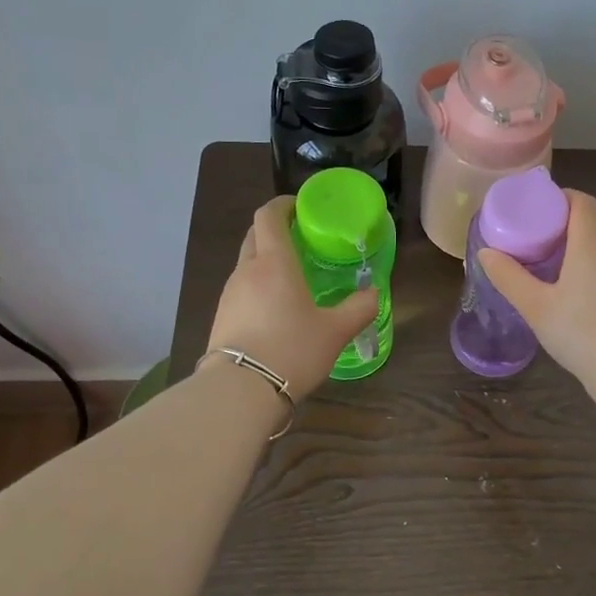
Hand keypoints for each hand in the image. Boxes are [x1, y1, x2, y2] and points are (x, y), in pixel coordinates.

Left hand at [207, 196, 379, 398]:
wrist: (240, 391)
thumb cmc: (292, 349)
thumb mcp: (336, 331)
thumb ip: (359, 308)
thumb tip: (374, 293)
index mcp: (274, 263)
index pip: (269, 216)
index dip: (282, 205)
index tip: (300, 207)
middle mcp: (247, 271)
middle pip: (255, 236)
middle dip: (275, 230)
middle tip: (301, 240)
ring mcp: (229, 294)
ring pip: (246, 264)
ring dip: (265, 260)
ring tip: (291, 278)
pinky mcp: (221, 317)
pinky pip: (241, 290)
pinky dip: (257, 287)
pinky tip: (274, 310)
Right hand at [477, 190, 595, 388]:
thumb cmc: (582, 335)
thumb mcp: (536, 307)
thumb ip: (509, 277)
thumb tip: (486, 252)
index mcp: (593, 242)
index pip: (581, 201)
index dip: (559, 198)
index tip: (535, 210)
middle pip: (591, 222)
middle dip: (563, 224)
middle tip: (534, 240)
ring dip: (579, 247)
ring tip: (551, 267)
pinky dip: (594, 267)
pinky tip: (578, 294)